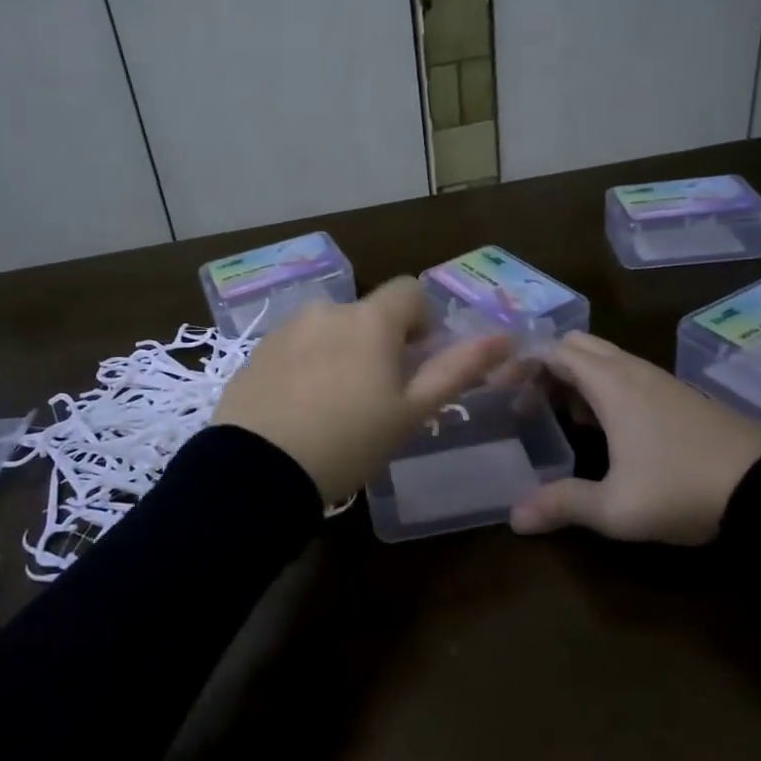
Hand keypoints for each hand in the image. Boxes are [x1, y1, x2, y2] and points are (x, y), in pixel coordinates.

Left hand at [213, 278, 513, 500]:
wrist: (257, 470)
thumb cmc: (348, 441)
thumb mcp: (411, 412)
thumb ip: (458, 369)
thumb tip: (504, 337)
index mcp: (370, 319)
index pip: (410, 290)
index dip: (422, 321)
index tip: (416, 361)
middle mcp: (328, 309)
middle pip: (369, 312)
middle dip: (381, 341)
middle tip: (378, 394)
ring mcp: (287, 328)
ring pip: (332, 329)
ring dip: (343, 350)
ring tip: (336, 405)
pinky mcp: (258, 350)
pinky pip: (297, 345)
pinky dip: (308, 364)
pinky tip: (301, 407)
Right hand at [511, 331, 760, 544]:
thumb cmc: (682, 488)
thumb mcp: (616, 507)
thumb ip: (562, 505)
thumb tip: (513, 518)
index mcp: (610, 383)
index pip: (552, 350)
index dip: (520, 364)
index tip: (499, 389)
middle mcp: (632, 370)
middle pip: (576, 346)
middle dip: (546, 366)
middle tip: (528, 402)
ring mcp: (660, 380)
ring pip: (604, 359)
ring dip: (575, 377)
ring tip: (561, 417)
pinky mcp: (680, 395)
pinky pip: (626, 374)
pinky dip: (602, 386)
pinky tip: (605, 427)